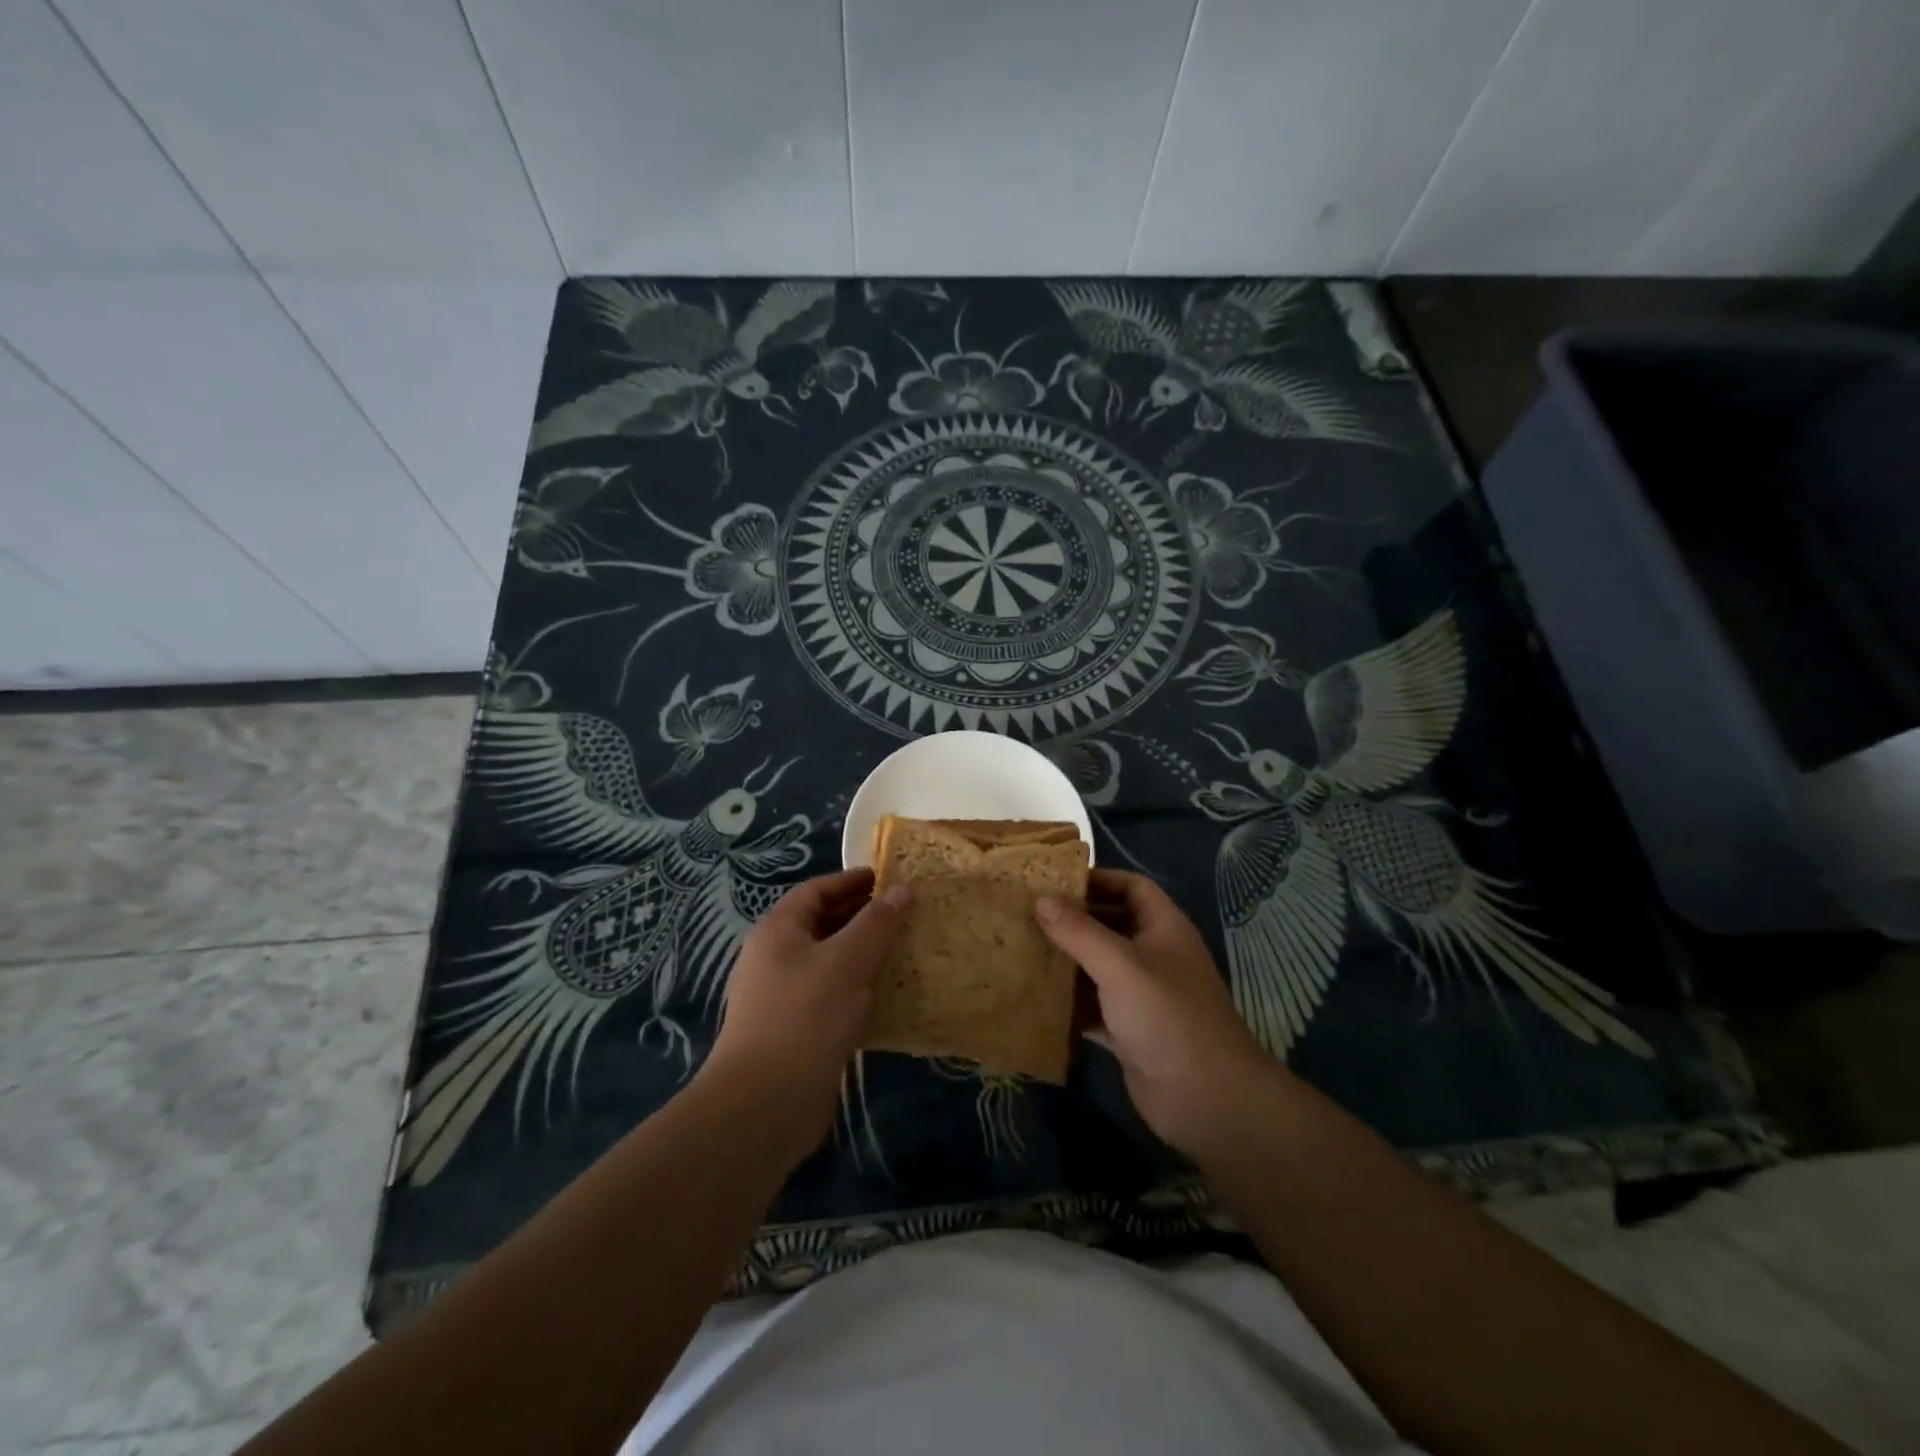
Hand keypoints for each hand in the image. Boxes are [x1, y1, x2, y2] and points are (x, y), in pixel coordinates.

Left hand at [701, 868, 909, 1166]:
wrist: (764, 1105)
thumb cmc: (805, 1017)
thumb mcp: (847, 961)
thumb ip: (877, 923)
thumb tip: (904, 889)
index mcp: (778, 931)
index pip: (816, 890)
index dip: (851, 880)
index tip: (888, 878)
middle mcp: (775, 959)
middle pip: (822, 924)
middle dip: (862, 917)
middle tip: (904, 913)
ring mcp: (783, 997)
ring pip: (829, 963)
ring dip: (863, 955)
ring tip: (905, 950)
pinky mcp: (797, 1032)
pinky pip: (832, 997)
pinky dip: (859, 990)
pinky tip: (889, 997)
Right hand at [1036, 868, 1274, 1159]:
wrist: (1207, 1100)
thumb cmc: (1167, 1016)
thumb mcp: (1121, 966)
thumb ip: (1079, 931)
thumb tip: (1040, 899)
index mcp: (1164, 929)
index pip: (1131, 887)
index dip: (1097, 879)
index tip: (1053, 881)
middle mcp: (1154, 956)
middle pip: (1110, 925)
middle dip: (1073, 919)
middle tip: (1026, 913)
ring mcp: (1142, 996)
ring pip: (1098, 967)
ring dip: (1066, 960)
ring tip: (1022, 948)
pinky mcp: (1129, 1031)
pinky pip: (1093, 1006)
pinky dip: (1068, 1002)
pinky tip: (1034, 997)